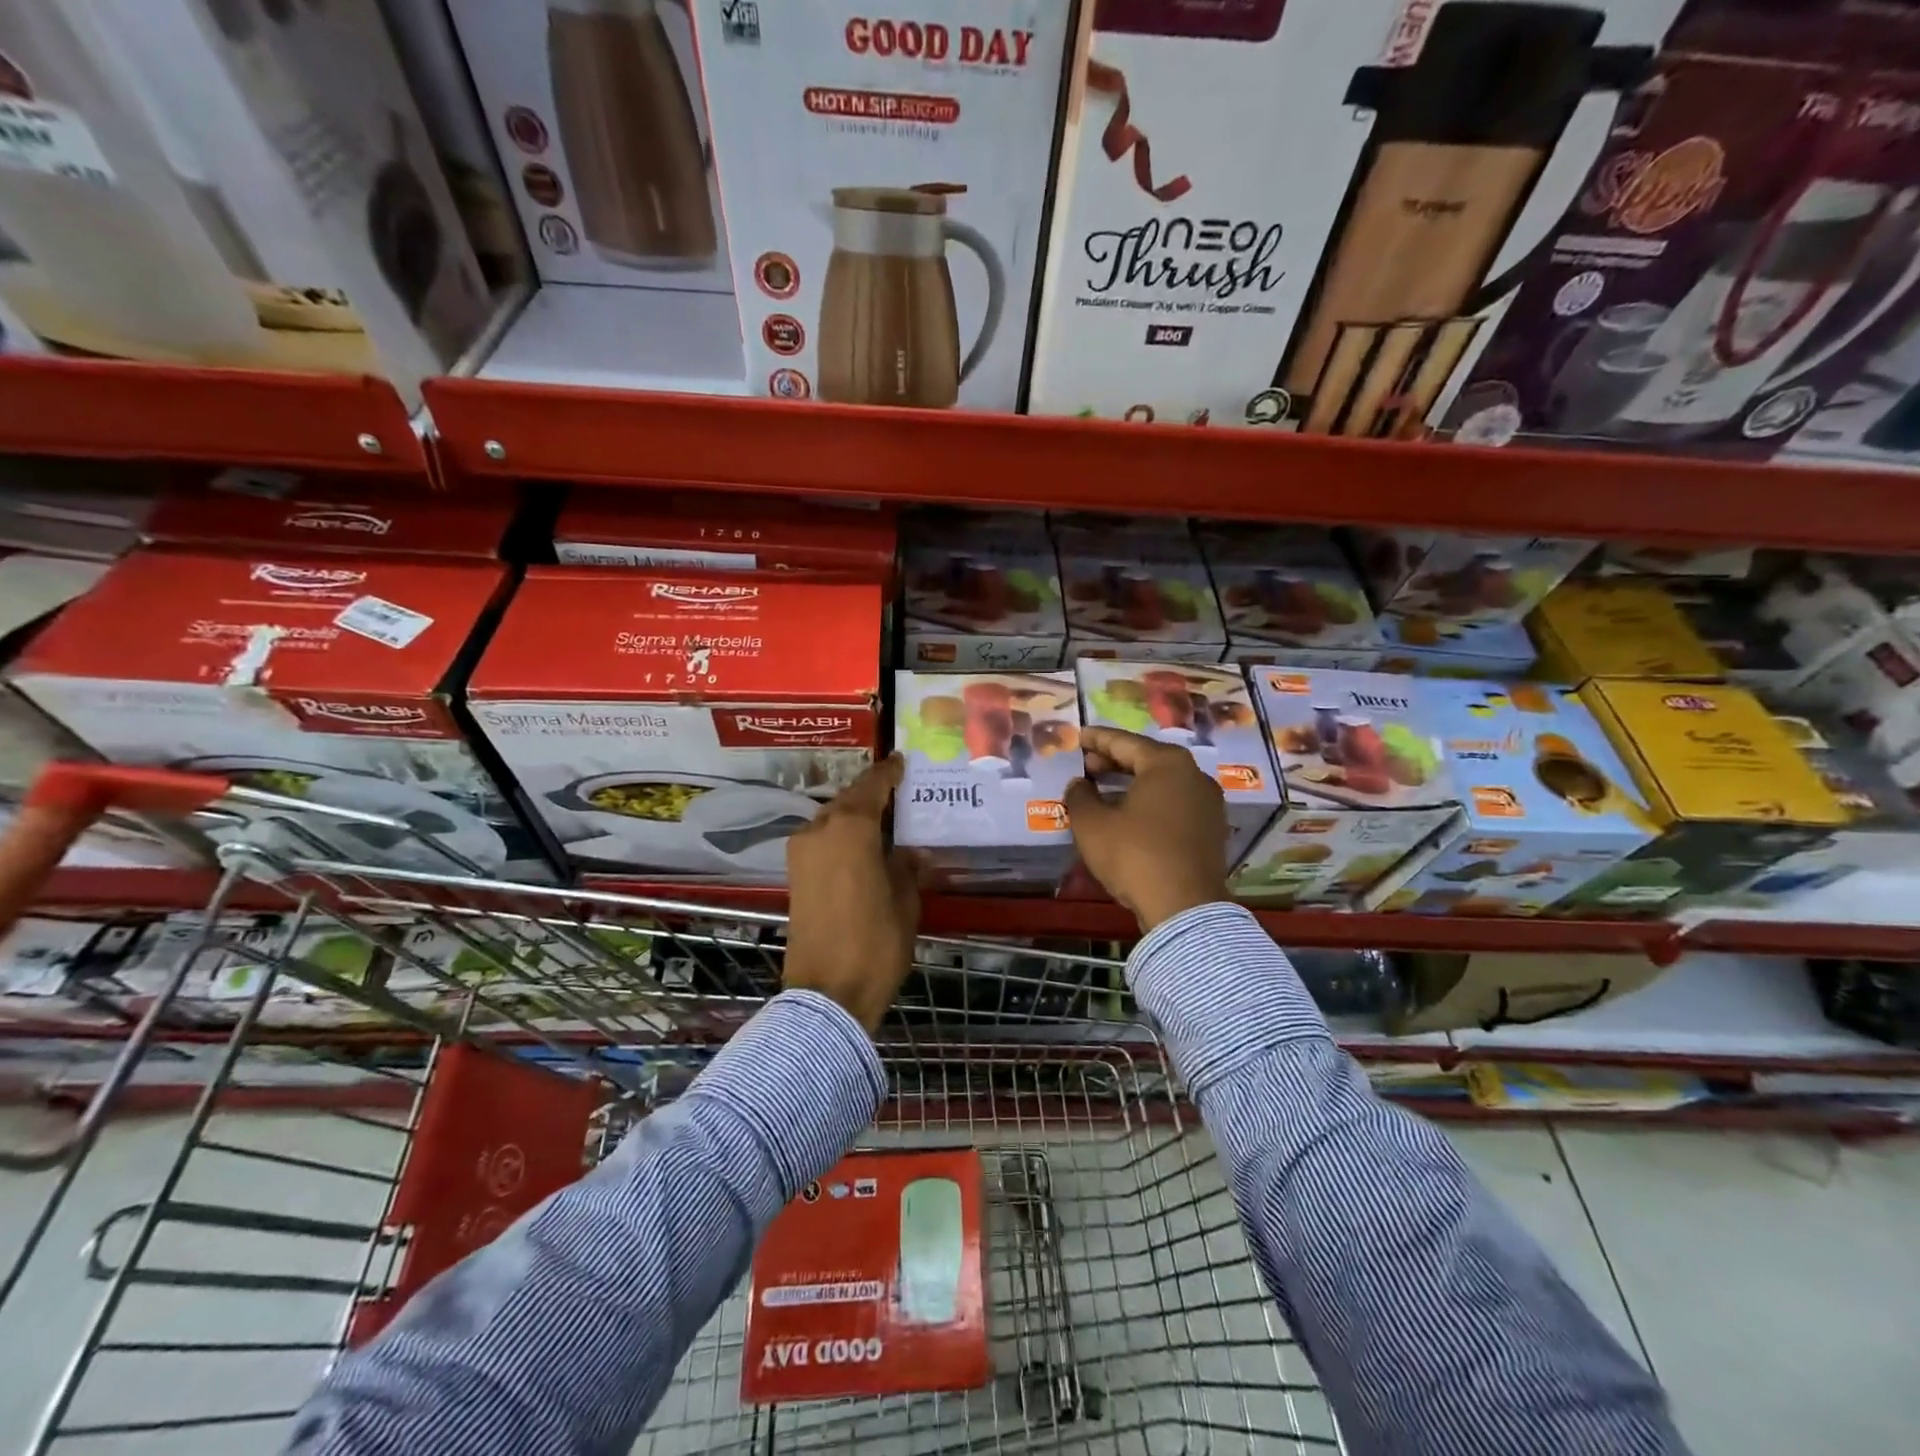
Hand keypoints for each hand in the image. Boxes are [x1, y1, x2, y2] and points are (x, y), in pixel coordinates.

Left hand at [783, 754, 920, 1031]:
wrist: (827, 993)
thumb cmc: (875, 942)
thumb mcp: (905, 901)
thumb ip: (906, 867)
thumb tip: (908, 852)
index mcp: (851, 828)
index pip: (872, 786)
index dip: (888, 773)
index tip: (901, 761)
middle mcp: (819, 830)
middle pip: (848, 800)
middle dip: (871, 795)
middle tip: (898, 794)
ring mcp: (801, 853)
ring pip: (831, 820)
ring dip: (854, 817)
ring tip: (883, 821)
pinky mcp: (794, 876)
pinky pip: (822, 841)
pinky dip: (841, 837)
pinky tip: (862, 847)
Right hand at [1062, 726, 1228, 932]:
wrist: (1184, 907)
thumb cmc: (1134, 855)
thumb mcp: (1092, 824)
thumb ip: (1080, 796)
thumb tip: (1080, 784)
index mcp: (1167, 764)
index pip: (1124, 742)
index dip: (1097, 740)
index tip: (1079, 736)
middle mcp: (1194, 775)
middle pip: (1147, 760)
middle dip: (1115, 761)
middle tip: (1087, 765)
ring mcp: (1208, 804)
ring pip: (1163, 784)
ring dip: (1133, 784)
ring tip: (1104, 790)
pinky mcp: (1212, 830)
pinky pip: (1174, 805)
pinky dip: (1150, 803)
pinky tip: (1129, 815)